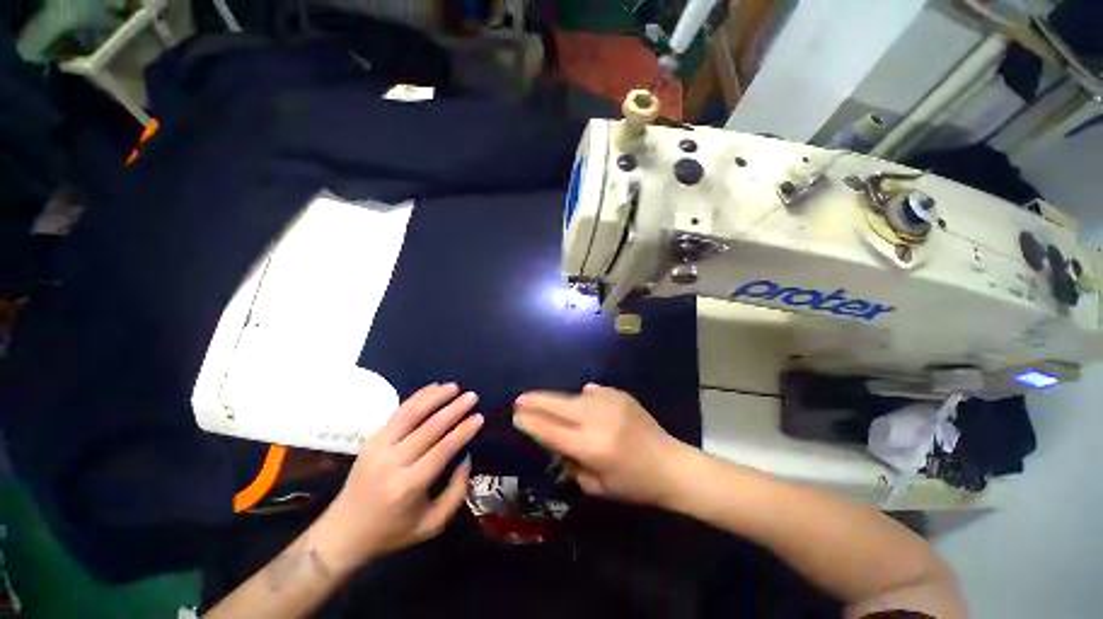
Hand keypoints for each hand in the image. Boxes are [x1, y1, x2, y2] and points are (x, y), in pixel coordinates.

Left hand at [315, 383, 482, 571]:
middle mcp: (393, 462)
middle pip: (430, 427)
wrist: (342, 533)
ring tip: (454, 386)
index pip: (443, 449)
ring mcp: (378, 448)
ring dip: (435, 397)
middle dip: (454, 409)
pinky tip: (432, 388)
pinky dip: (417, 397)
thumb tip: (467, 457)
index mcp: (409, 486)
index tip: (479, 417)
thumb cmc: (391, 532)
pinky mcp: (371, 440)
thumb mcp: (431, 525)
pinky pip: (397, 413)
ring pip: (411, 414)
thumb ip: (456, 492)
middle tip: (472, 396)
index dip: (463, 431)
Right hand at [513, 384, 691, 505]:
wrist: (670, 464)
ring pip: (572, 396)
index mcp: (591, 447)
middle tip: (519, 399)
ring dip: (558, 401)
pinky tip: (585, 406)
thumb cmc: (633, 484)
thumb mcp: (596, 487)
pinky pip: (591, 392)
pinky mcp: (619, 393)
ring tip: (548, 404)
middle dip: (534, 401)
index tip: (516, 416)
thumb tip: (554, 441)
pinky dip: (582, 399)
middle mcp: (597, 420)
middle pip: (557, 405)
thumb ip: (570, 463)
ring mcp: (609, 402)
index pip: (550, 431)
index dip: (530, 422)